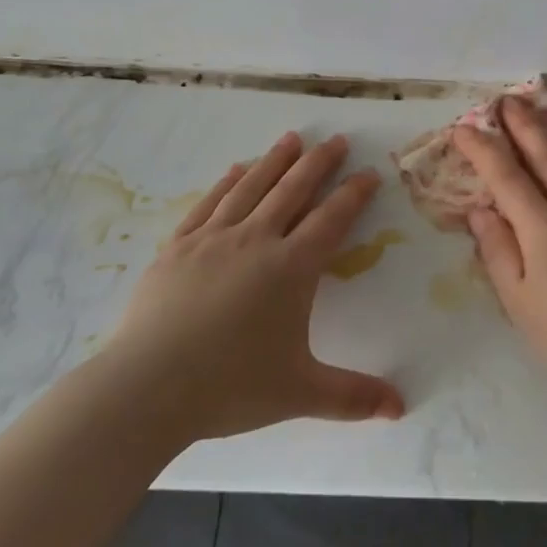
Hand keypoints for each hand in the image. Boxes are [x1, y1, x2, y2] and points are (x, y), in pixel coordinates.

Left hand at [105, 132, 404, 444]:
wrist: (146, 389)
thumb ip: (352, 396)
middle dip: (319, 162)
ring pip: (252, 187)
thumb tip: (400, 408)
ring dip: (275, 160)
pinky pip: (209, 203)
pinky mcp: (178, 246)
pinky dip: (227, 183)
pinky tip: (236, 170)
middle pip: (294, 189)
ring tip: (292, 138)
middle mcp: (256, 240)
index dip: (353, 193)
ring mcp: (213, 239)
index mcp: (291, 268)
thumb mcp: (300, 393)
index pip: (331, 219)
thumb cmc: (230, 387)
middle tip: (337, 140)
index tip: (369, 173)